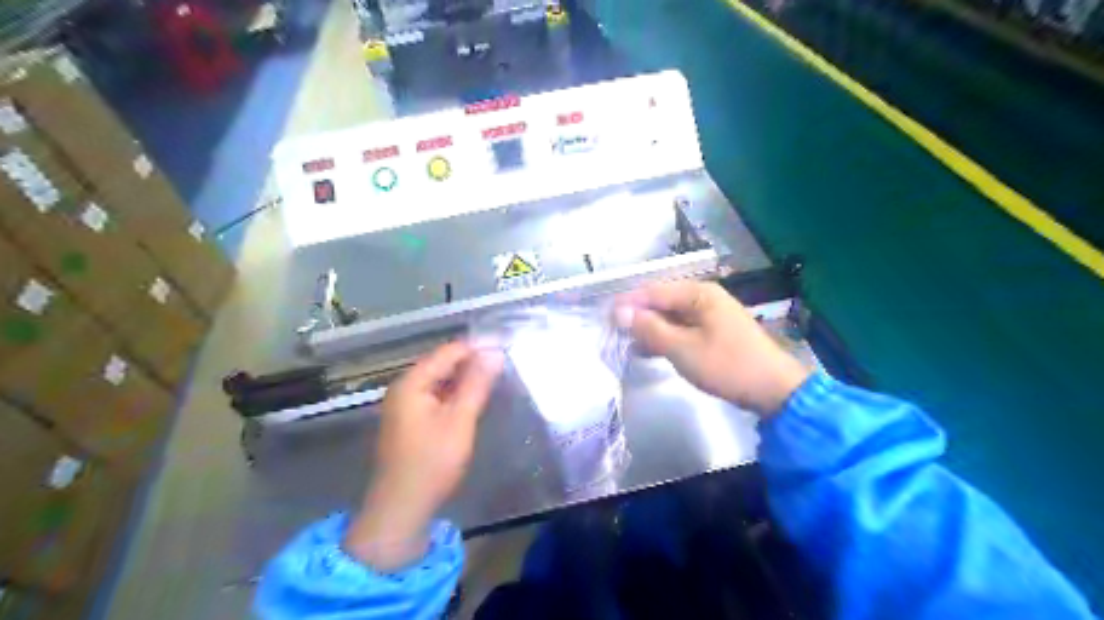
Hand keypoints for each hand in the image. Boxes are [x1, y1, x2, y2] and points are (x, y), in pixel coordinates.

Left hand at [343, 342, 502, 569]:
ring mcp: (405, 404)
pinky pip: (436, 396)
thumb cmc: (432, 462)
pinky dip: (455, 394)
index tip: (506, 351)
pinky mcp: (410, 420)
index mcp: (412, 382)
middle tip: (504, 366)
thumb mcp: (460, 420)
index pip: (449, 351)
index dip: (477, 348)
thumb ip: (477, 384)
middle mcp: (404, 387)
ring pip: (440, 380)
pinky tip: (473, 400)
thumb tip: (495, 352)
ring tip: (495, 379)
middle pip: (443, 363)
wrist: (401, 508)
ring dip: (465, 379)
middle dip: (472, 363)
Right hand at [617, 281, 812, 419]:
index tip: (604, 317)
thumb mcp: (682, 347)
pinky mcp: (715, 333)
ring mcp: (712, 315)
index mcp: (699, 293)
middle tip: (613, 333)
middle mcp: (705, 298)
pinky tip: (651, 351)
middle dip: (638, 317)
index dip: (628, 303)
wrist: (773, 390)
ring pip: (671, 317)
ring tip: (627, 345)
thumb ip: (650, 328)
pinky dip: (666, 339)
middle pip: (662, 302)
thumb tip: (620, 311)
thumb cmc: (726, 365)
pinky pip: (683, 329)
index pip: (654, 291)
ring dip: (651, 330)